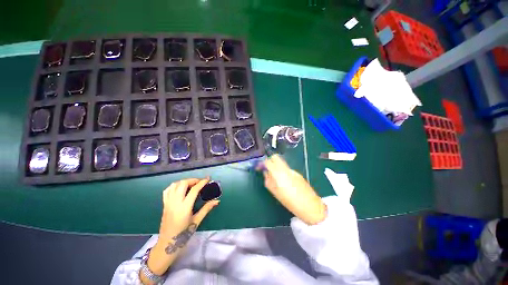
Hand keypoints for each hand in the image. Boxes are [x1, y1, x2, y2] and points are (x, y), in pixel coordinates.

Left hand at [142, 178, 218, 282]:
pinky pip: (167, 190)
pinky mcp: (164, 204)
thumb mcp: (197, 221)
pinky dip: (174, 186)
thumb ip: (206, 209)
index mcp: (184, 207)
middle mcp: (175, 203)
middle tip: (199, 182)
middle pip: (183, 184)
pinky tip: (180, 189)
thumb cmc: (183, 235)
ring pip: (174, 185)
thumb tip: (217, 201)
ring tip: (191, 184)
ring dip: (184, 182)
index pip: (194, 190)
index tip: (208, 179)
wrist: (167, 245)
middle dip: (192, 180)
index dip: (202, 182)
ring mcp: (168, 203)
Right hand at [262, 155, 325, 224]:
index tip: (259, 167)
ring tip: (276, 178)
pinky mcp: (298, 173)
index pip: (268, 161)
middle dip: (270, 160)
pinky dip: (283, 171)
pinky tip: (285, 181)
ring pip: (281, 163)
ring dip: (276, 166)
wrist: (310, 205)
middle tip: (267, 168)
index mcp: (279, 173)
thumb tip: (265, 173)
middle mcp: (286, 169)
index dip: (262, 163)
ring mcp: (293, 170)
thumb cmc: (290, 201)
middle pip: (276, 157)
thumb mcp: (275, 193)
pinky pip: (287, 169)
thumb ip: (268, 181)